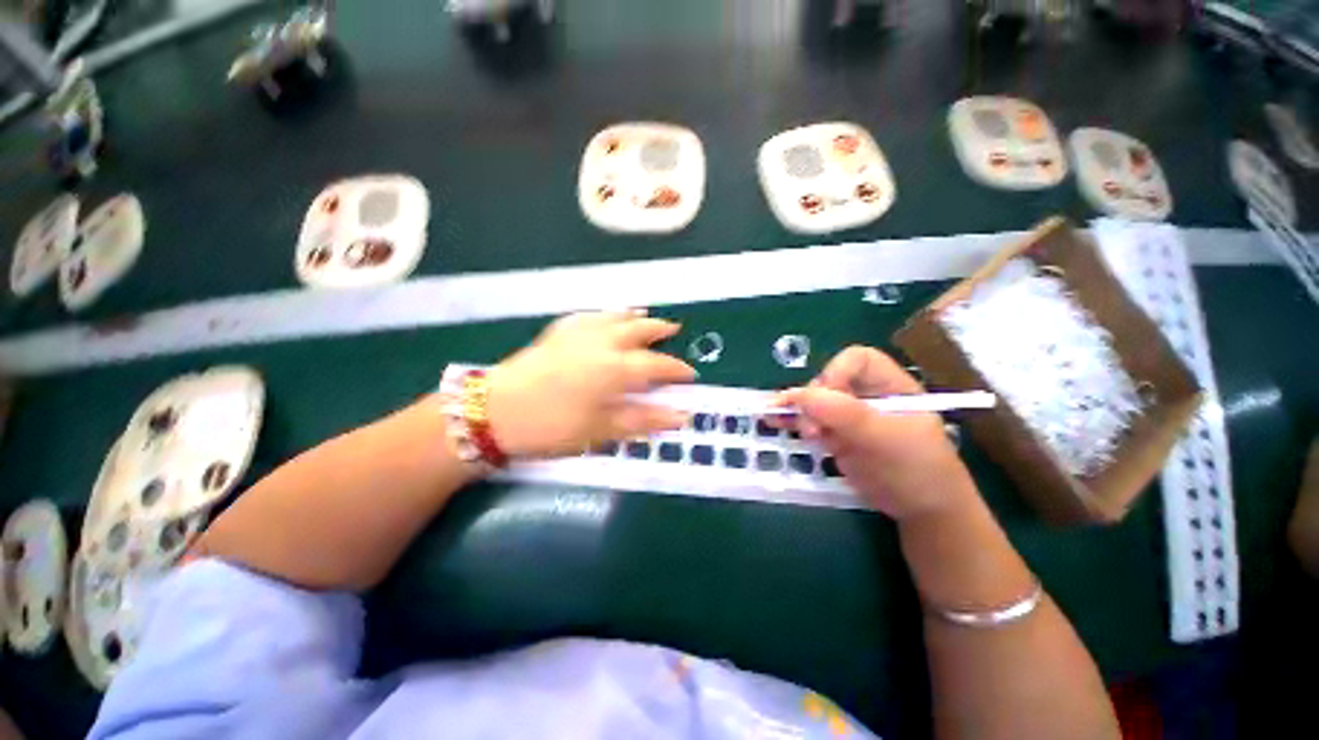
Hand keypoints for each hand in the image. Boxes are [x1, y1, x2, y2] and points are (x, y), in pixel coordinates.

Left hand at [486, 311, 695, 458]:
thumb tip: (680, 416)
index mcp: (614, 368)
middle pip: (638, 330)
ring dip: (634, 316)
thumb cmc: (552, 426)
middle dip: (659, 330)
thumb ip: (643, 419)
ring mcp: (578, 333)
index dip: (676, 369)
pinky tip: (606, 315)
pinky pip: (589, 315)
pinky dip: (604, 314)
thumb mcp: (601, 430)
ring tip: (646, 314)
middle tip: (674, 329)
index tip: (690, 374)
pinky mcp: (558, 332)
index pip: (656, 364)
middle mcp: (601, 342)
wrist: (494, 411)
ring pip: (614, 316)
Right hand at [777, 346, 975, 520]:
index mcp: (889, 385)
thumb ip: (846, 415)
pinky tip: (774, 421)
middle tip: (811, 430)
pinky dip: (791, 420)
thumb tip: (802, 395)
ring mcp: (849, 415)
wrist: (924, 512)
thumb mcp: (886, 440)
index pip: (857, 360)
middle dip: (812, 401)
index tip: (825, 401)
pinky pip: (809, 421)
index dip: (836, 373)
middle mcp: (866, 394)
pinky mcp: (836, 434)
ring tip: (779, 421)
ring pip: (813, 401)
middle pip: (828, 381)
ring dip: (796, 411)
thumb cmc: (917, 471)